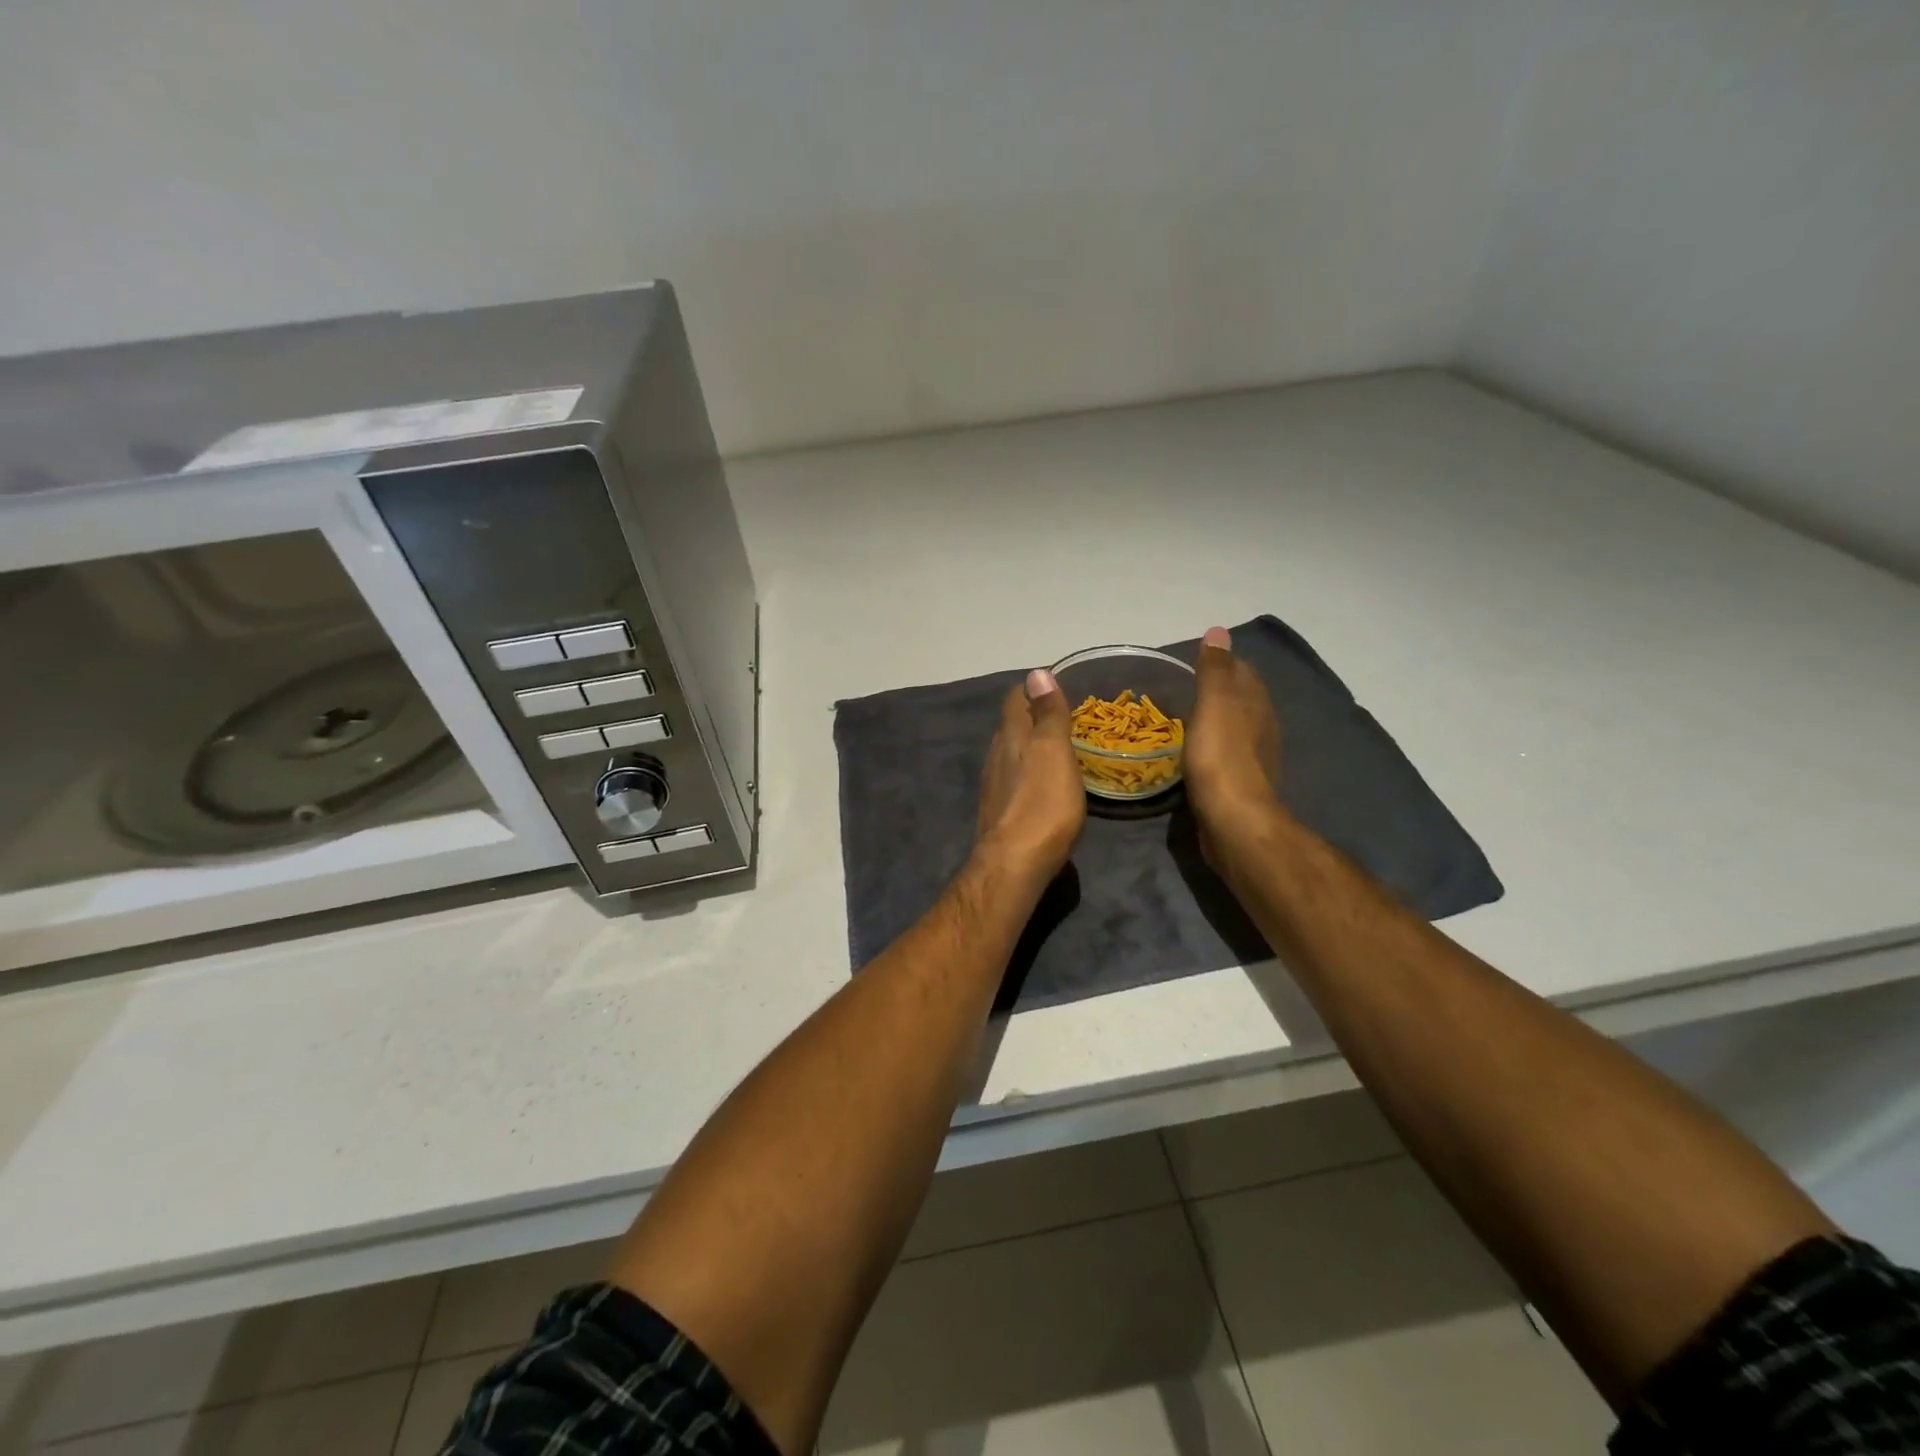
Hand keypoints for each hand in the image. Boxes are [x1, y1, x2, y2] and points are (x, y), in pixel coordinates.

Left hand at [975, 668, 1086, 885]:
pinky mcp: (998, 812)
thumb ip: (1048, 714)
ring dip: (1029, 748)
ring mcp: (994, 785)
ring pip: (1010, 754)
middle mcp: (996, 755)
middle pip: (1011, 726)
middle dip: (1032, 718)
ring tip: (1055, 750)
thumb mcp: (1054, 751)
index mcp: (1011, 736)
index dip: (1032, 690)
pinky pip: (1013, 780)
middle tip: (1062, 718)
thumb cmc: (1042, 803)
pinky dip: (1028, 774)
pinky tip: (1042, 786)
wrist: (1014, 864)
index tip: (1055, 688)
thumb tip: (1036, 673)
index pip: (1014, 699)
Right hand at [1183, 626, 1283, 869]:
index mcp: (1255, 704)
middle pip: (1242, 699)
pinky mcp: (1240, 785)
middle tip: (1185, 687)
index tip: (1195, 661)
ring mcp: (1253, 758)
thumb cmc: (1221, 757)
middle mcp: (1261, 727)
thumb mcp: (1214, 704)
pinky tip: (1194, 753)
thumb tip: (1219, 631)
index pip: (1242, 671)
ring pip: (1235, 728)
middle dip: (1220, 690)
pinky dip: (1211, 747)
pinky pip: (1225, 755)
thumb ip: (1214, 670)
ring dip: (1216, 720)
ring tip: (1185, 718)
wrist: (1234, 821)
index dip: (1222, 662)